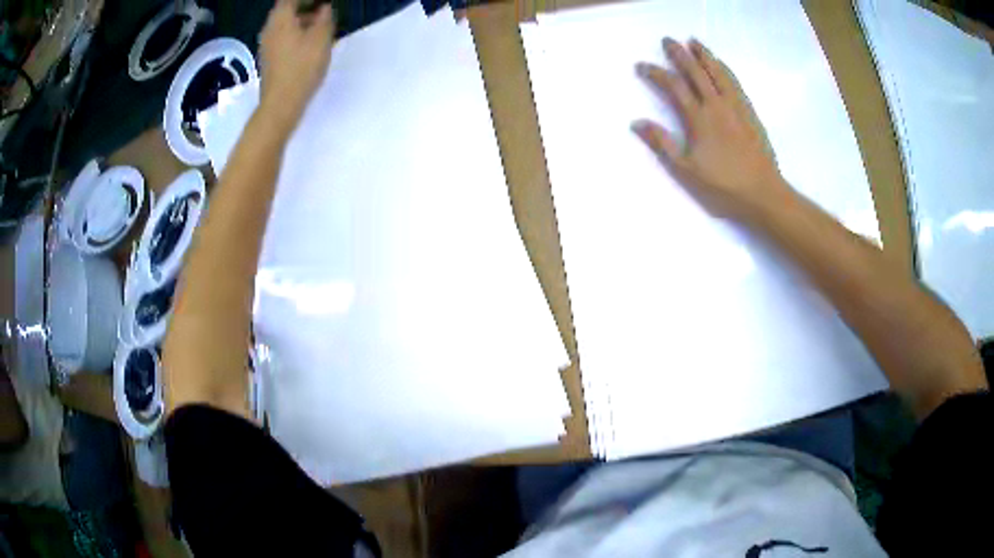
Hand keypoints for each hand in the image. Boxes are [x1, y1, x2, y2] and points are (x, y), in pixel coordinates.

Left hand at [258, 0, 334, 127]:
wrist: (280, 104)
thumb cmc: (302, 67)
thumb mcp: (321, 38)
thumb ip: (325, 18)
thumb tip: (324, 8)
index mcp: (281, 19)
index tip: (323, 2)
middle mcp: (270, 29)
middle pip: (286, 10)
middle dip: (305, 7)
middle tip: (324, 11)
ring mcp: (267, 45)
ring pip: (285, 25)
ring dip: (302, 22)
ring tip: (321, 28)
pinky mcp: (269, 60)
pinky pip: (283, 38)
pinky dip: (296, 35)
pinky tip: (310, 44)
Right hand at [632, 38, 790, 222]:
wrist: (763, 194)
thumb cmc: (723, 186)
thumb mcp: (686, 170)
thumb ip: (662, 144)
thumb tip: (637, 122)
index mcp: (699, 118)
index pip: (674, 86)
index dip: (655, 73)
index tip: (642, 66)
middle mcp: (717, 105)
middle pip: (696, 71)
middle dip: (679, 54)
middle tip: (667, 40)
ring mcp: (736, 106)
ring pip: (718, 72)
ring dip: (704, 55)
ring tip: (694, 41)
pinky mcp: (749, 112)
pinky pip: (734, 82)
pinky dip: (724, 69)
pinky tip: (720, 64)